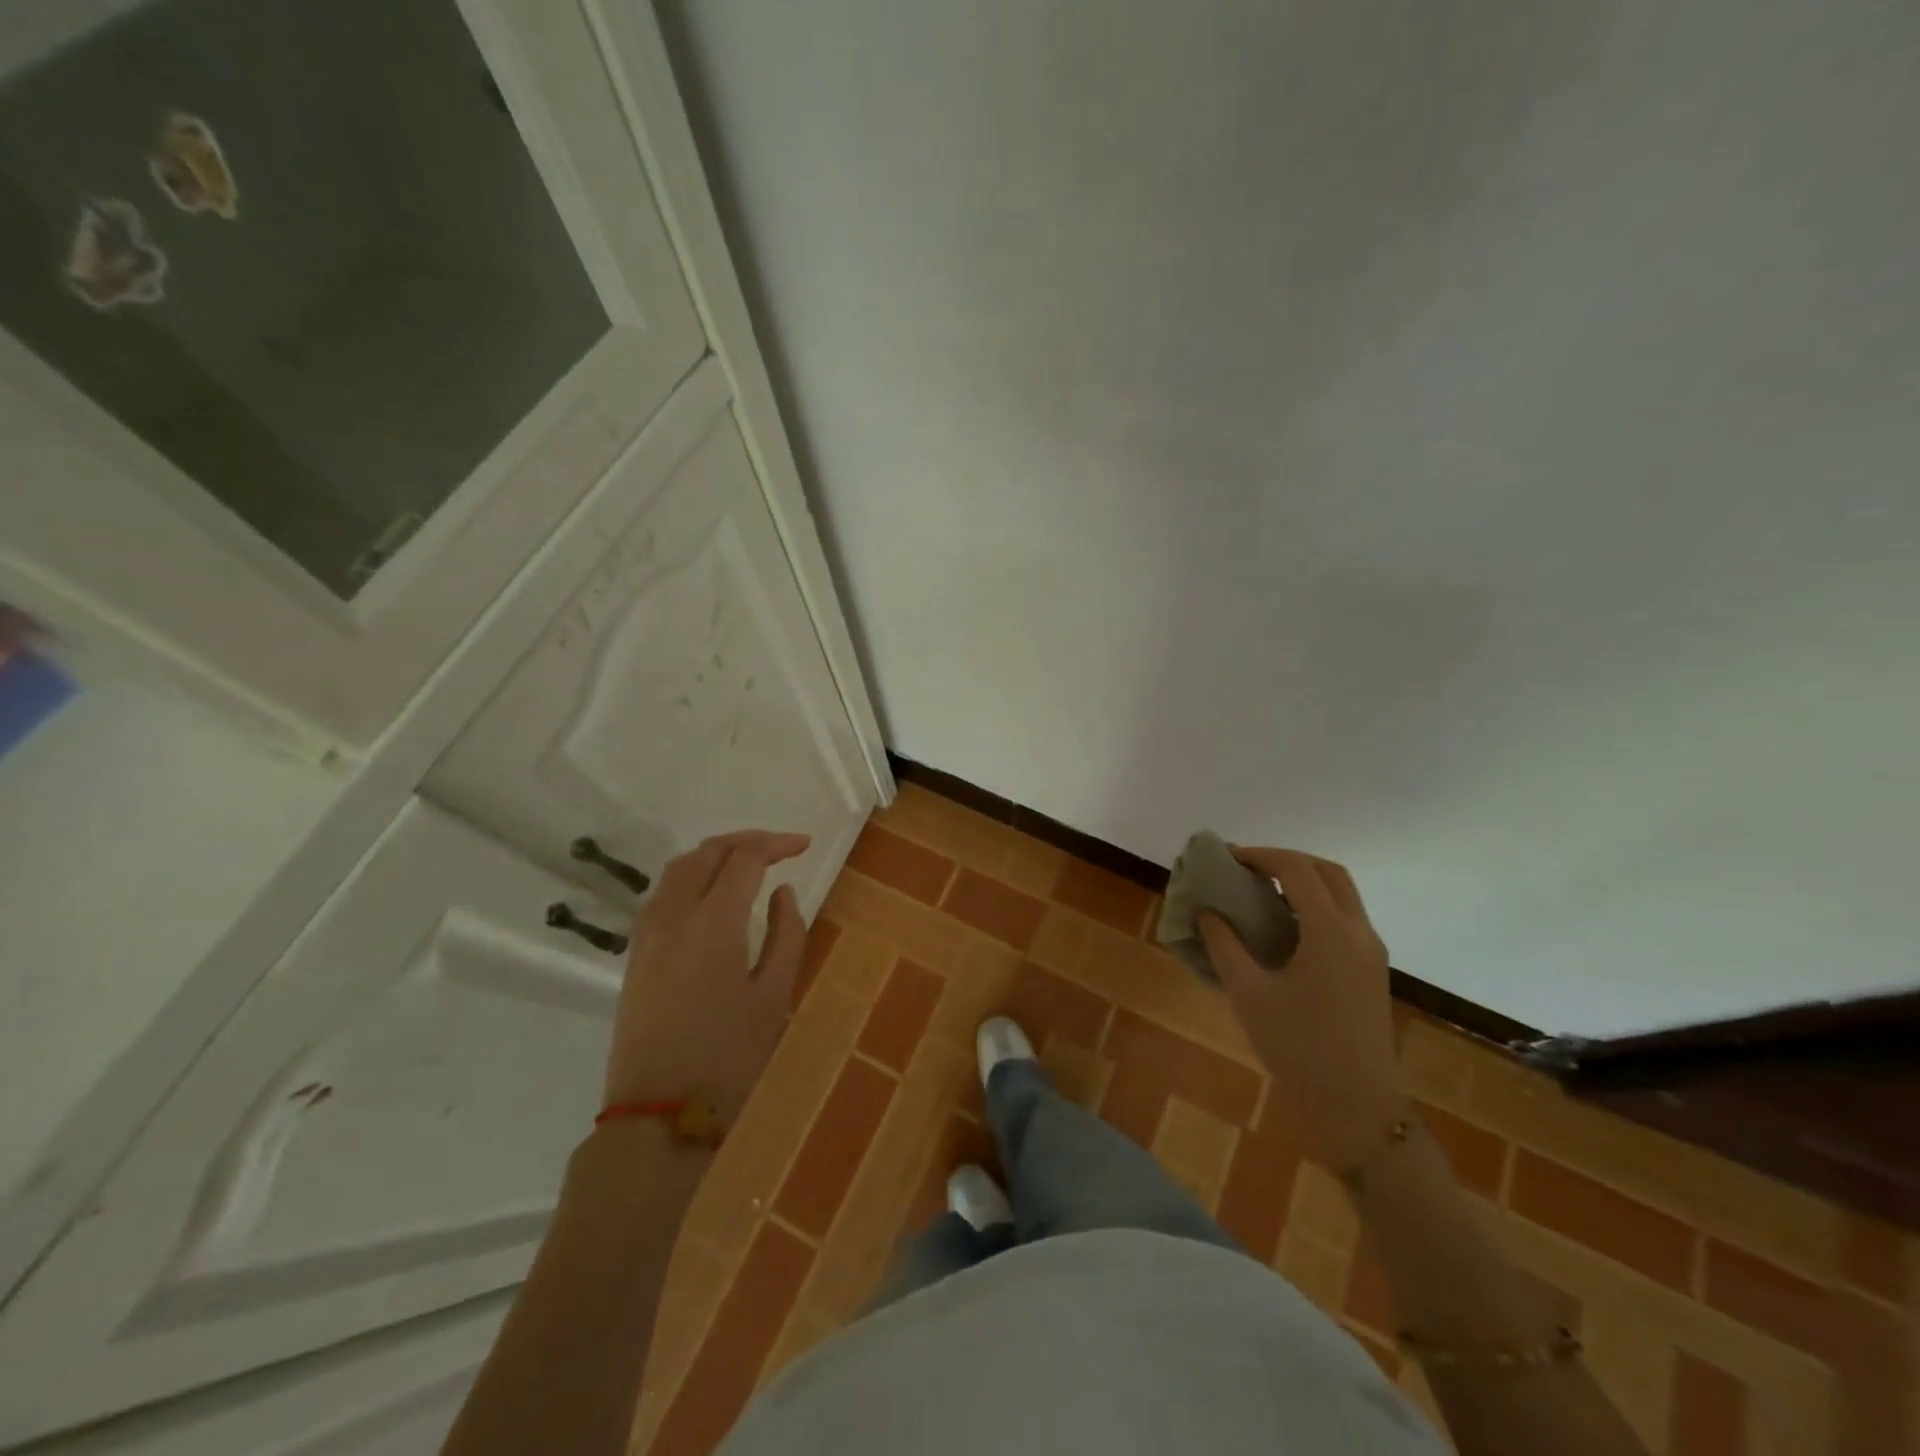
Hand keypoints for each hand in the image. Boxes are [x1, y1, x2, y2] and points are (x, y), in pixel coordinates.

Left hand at [603, 829, 811, 1115]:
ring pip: (678, 869)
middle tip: (779, 848)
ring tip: (746, 863)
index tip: (804, 846)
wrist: (658, 1113)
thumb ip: (786, 934)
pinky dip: (690, 877)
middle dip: (745, 841)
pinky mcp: (635, 954)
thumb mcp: (774, 995)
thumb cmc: (729, 1056)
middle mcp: (674, 915)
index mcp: (713, 922)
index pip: (745, 859)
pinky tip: (710, 896)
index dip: (776, 844)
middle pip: (707, 853)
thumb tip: (782, 892)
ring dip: (714, 855)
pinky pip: (662, 894)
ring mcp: (648, 934)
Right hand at [1199, 847, 1401, 1170]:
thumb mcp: (1248, 994)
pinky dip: (1315, 906)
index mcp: (1330, 931)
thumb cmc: (1298, 1047)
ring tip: (1262, 893)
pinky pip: (1346, 919)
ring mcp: (1371, 952)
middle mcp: (1359, 932)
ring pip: (1342, 894)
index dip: (1260, 856)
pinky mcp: (1372, 971)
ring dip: (1304, 882)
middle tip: (1248, 869)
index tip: (1227, 858)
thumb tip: (1206, 913)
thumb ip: (1223, 946)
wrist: (1357, 1106)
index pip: (1297, 869)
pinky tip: (1284, 929)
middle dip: (1287, 861)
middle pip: (1328, 872)